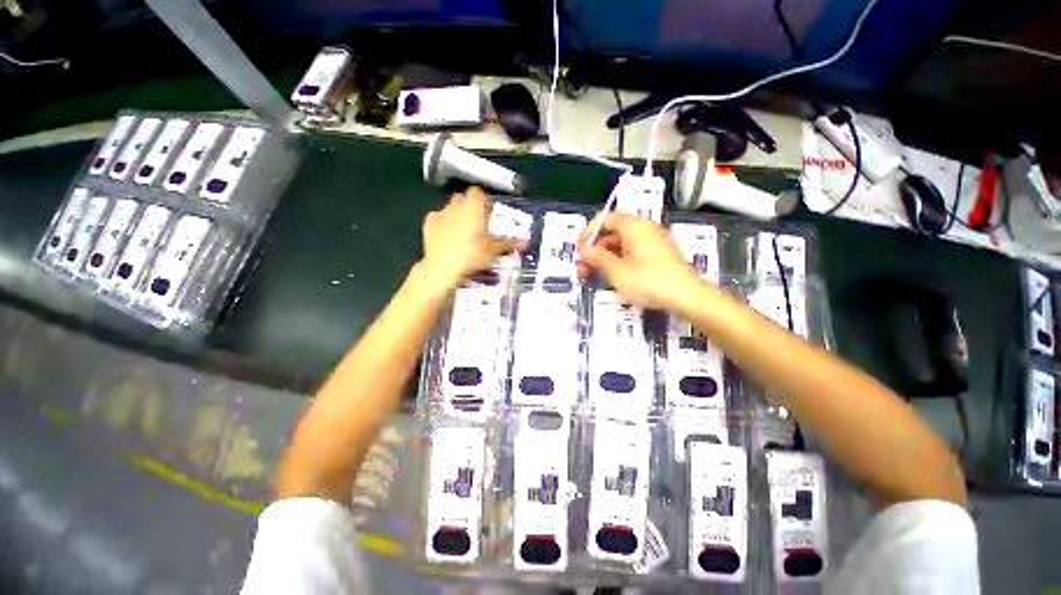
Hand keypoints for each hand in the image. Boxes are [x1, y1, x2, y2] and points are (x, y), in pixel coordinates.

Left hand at [420, 187, 525, 288]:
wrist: (444, 267)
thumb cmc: (473, 255)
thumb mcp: (494, 250)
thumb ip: (509, 243)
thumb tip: (526, 243)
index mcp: (474, 206)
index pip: (479, 193)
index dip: (485, 201)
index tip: (489, 214)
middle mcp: (456, 205)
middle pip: (464, 198)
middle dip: (470, 207)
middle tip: (479, 224)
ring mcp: (441, 213)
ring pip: (450, 208)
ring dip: (457, 215)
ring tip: (464, 233)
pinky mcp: (428, 224)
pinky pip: (438, 218)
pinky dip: (443, 224)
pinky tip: (448, 238)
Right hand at [577, 212, 700, 310]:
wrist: (687, 297)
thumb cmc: (649, 281)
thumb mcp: (617, 271)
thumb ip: (597, 258)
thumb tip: (584, 250)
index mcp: (633, 226)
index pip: (605, 219)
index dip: (588, 232)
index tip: (579, 250)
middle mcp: (644, 229)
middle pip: (612, 232)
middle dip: (594, 249)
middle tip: (583, 268)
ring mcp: (652, 242)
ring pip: (621, 244)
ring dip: (604, 258)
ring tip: (593, 276)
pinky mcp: (658, 255)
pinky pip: (632, 252)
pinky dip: (618, 261)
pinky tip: (612, 277)